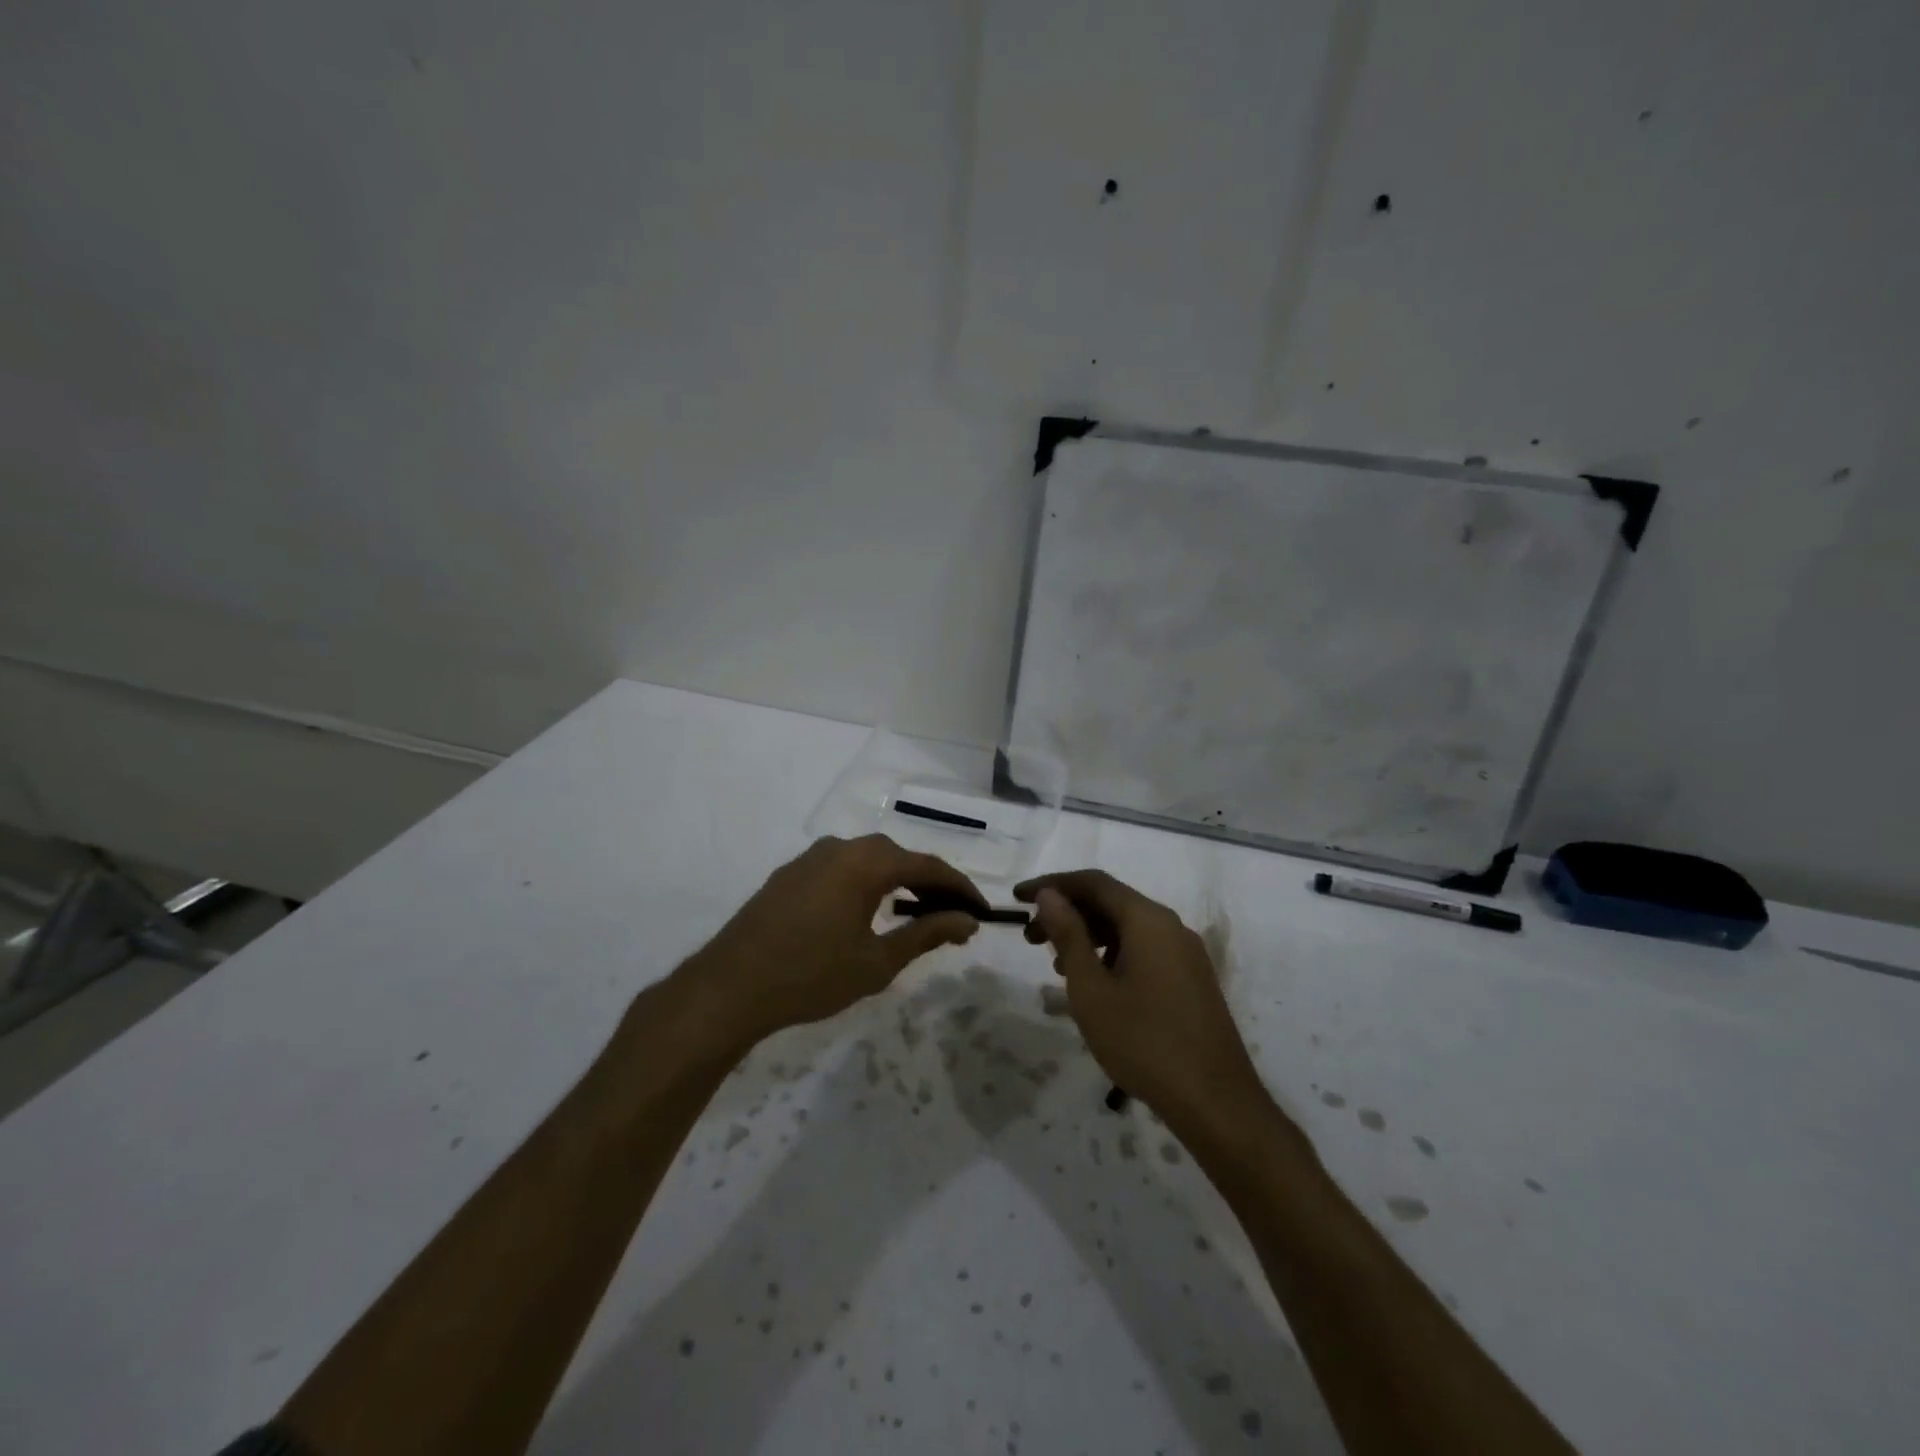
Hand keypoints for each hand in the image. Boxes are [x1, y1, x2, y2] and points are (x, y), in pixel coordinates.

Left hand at [685, 835, 986, 1047]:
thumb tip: (967, 921)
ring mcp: (810, 858)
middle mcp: (840, 847)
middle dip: (930, 884)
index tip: (981, 912)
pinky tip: (868, 912)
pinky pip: (841, 869)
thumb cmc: (811, 976)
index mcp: (866, 862)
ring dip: (897, 882)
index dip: (960, 888)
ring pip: (868, 860)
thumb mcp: (877, 961)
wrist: (729, 988)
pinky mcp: (789, 874)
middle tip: (952, 916)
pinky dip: (866, 885)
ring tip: (916, 915)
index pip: (928, 866)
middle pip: (898, 857)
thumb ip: (927, 934)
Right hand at [1016, 869, 1262, 1129]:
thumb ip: (1068, 935)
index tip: (1017, 898)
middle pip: (1111, 903)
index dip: (1052, 885)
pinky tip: (1094, 985)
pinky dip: (1111, 955)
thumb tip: (1049, 895)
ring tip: (1055, 966)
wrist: (1215, 1103)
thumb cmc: (1144, 1042)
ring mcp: (1185, 954)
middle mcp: (1171, 927)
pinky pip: (1143, 951)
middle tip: (1029, 937)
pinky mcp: (1191, 981)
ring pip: (1127, 929)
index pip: (1093, 883)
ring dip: (1087, 937)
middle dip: (1067, 913)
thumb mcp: (1092, 989)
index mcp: (1148, 920)